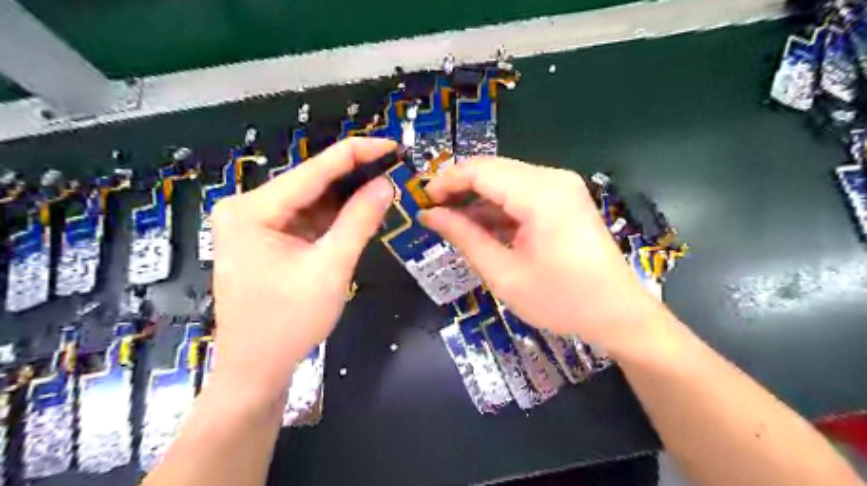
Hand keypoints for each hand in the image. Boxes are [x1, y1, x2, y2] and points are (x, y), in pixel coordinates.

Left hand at [211, 138, 394, 400]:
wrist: (256, 369)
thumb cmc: (288, 323)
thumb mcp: (330, 268)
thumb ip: (359, 221)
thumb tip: (385, 184)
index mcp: (253, 209)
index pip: (314, 170)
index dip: (357, 153)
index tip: (392, 145)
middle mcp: (248, 208)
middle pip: (311, 183)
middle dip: (354, 176)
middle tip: (394, 168)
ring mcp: (255, 224)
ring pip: (311, 200)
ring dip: (346, 197)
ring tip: (384, 187)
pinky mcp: (266, 239)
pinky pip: (307, 218)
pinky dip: (334, 217)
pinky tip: (361, 211)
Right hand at [417, 157, 665, 354]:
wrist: (618, 314)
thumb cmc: (561, 300)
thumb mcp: (503, 273)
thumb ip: (464, 237)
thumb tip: (430, 215)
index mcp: (540, 194)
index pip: (480, 170)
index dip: (446, 182)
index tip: (422, 202)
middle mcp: (553, 178)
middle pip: (492, 170)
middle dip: (459, 189)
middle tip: (434, 213)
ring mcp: (562, 186)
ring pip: (505, 180)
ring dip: (477, 199)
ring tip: (452, 224)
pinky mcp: (564, 199)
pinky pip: (521, 193)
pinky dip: (498, 208)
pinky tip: (481, 228)